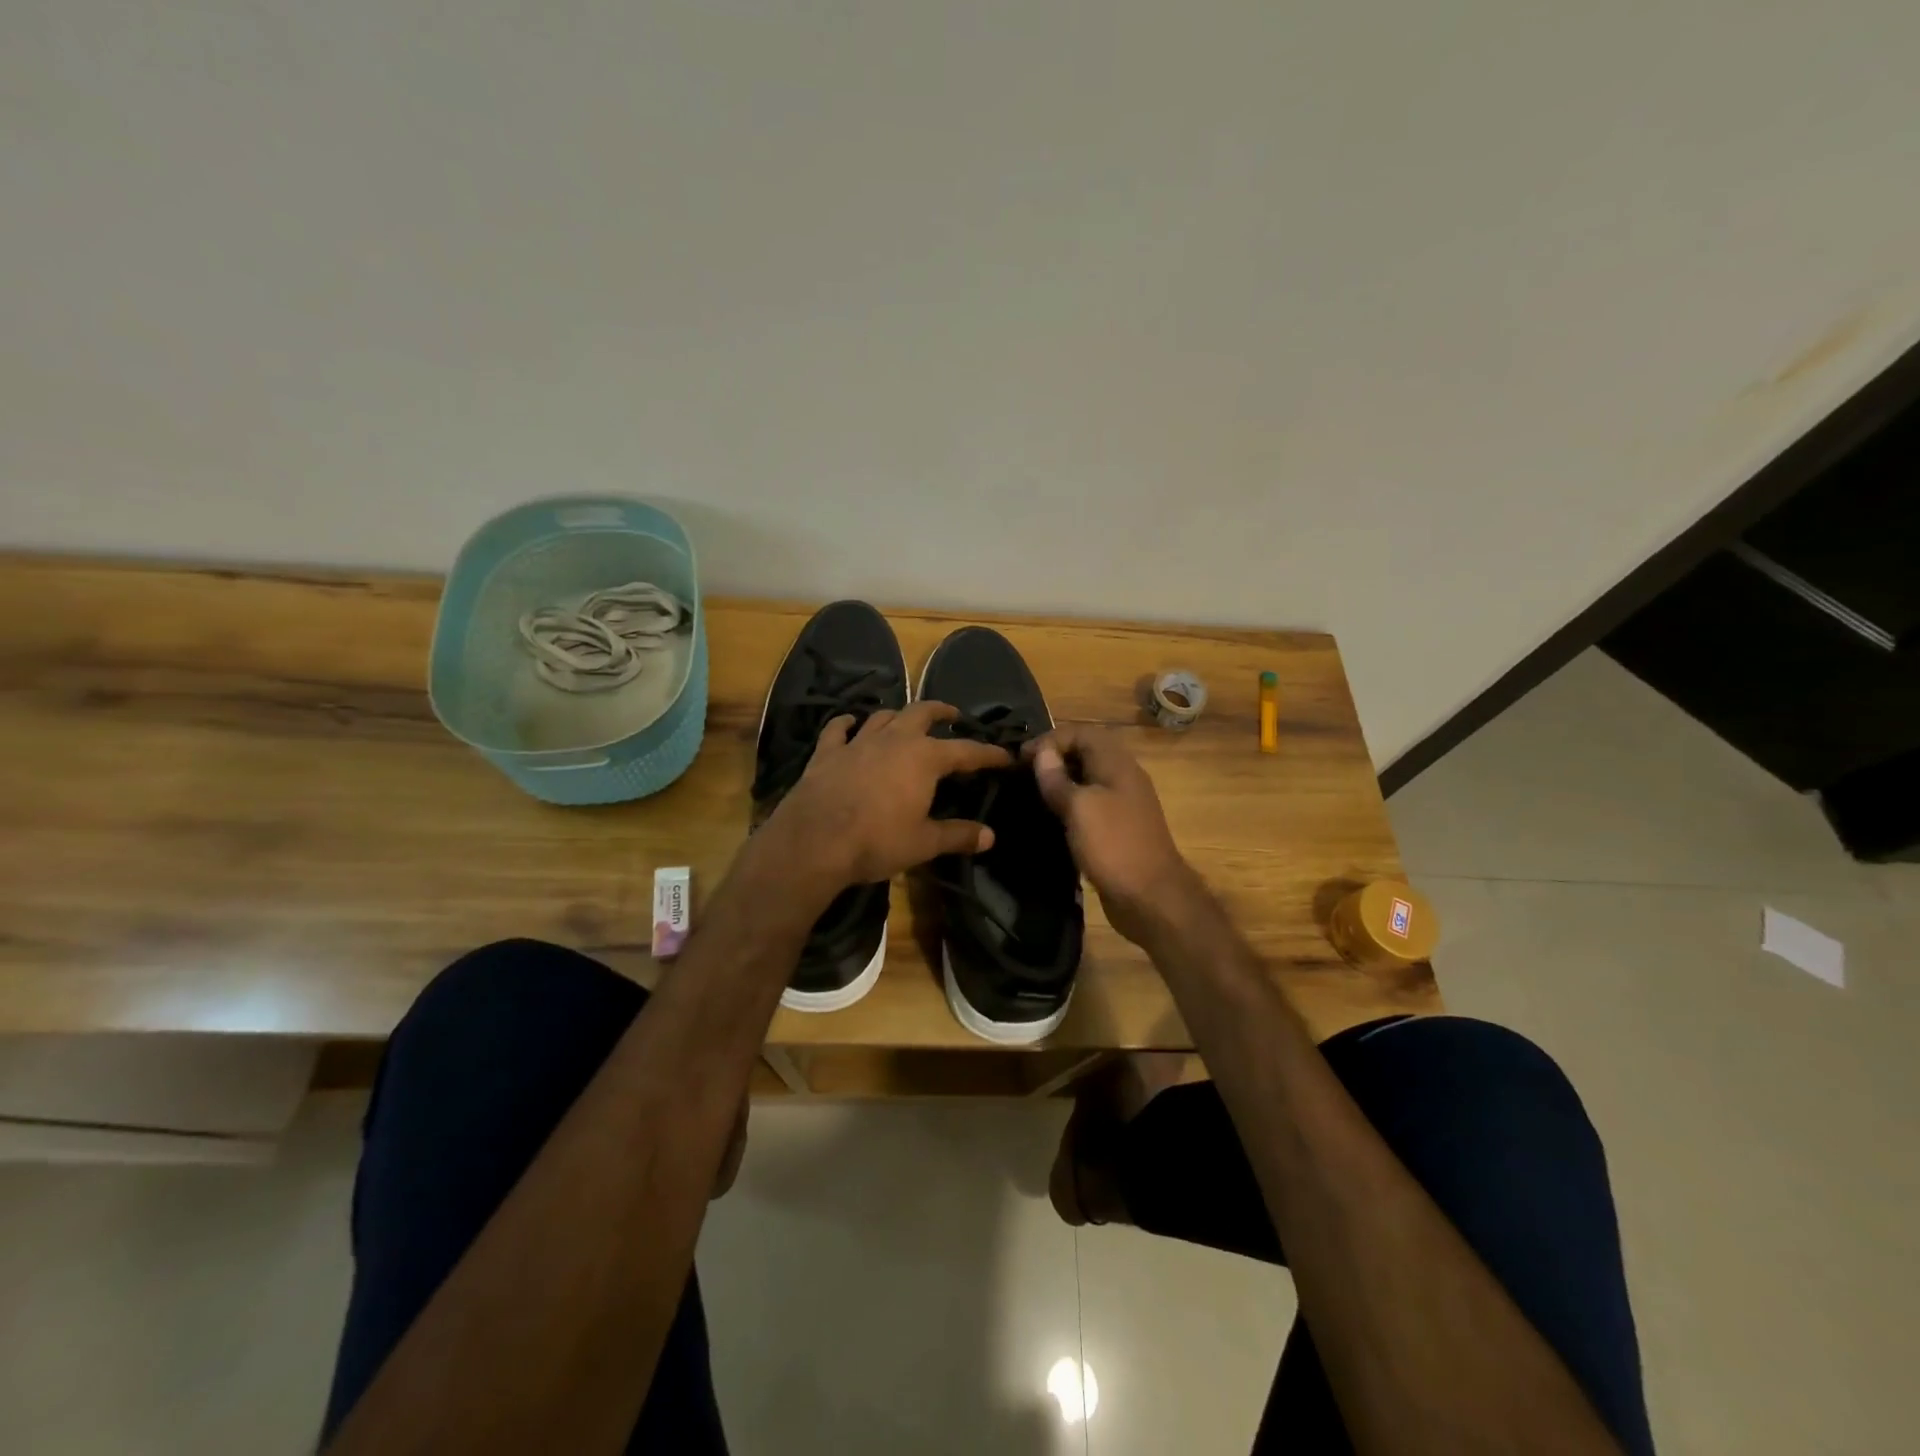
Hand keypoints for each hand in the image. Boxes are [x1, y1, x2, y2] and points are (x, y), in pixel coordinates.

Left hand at [766, 701, 1013, 890]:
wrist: (814, 842)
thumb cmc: (877, 841)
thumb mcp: (924, 843)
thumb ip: (958, 835)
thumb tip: (990, 836)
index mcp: (924, 758)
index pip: (966, 751)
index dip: (988, 754)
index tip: (1005, 755)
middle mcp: (894, 740)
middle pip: (922, 713)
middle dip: (941, 711)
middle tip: (953, 715)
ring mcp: (858, 742)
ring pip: (883, 716)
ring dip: (898, 715)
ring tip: (906, 720)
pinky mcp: (827, 753)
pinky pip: (838, 729)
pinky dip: (847, 724)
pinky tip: (850, 724)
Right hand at [1026, 724, 1208, 947]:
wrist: (1151, 899)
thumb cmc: (1113, 846)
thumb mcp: (1079, 808)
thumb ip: (1058, 779)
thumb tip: (1042, 753)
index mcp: (1117, 764)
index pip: (1081, 733)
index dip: (1050, 740)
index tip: (1020, 759)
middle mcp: (1123, 777)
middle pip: (1086, 752)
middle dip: (1054, 757)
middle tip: (1022, 774)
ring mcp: (1123, 804)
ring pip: (1088, 779)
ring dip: (1061, 782)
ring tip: (1031, 794)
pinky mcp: (1118, 829)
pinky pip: (1091, 804)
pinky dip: (1070, 805)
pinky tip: (1051, 818)